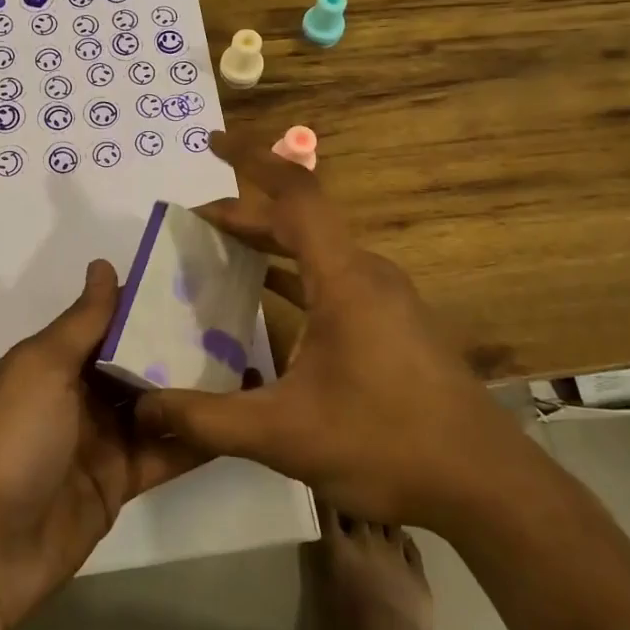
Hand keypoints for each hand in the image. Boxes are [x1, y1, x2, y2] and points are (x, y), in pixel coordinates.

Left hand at [0, 260, 204, 629]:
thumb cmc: (9, 440)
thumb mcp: (41, 367)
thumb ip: (82, 321)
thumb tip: (104, 265)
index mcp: (50, 363)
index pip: (105, 322)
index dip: (144, 304)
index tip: (194, 280)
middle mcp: (75, 396)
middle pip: (134, 363)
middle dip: (176, 344)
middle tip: (234, 320)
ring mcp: (98, 441)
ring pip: (154, 406)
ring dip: (191, 389)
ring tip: (245, 360)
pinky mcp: (118, 483)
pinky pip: (162, 453)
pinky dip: (194, 438)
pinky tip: (233, 419)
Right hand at [135, 132, 528, 527]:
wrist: (486, 486)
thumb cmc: (386, 444)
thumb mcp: (283, 435)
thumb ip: (207, 419)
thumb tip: (144, 407)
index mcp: (344, 278)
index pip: (296, 193)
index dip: (251, 159)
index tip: (211, 142)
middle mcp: (366, 273)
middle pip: (299, 220)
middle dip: (243, 214)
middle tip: (192, 225)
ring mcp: (385, 298)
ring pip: (317, 250)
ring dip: (268, 244)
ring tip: (219, 253)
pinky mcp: (393, 323)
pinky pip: (332, 279)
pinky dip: (293, 276)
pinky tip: (266, 301)